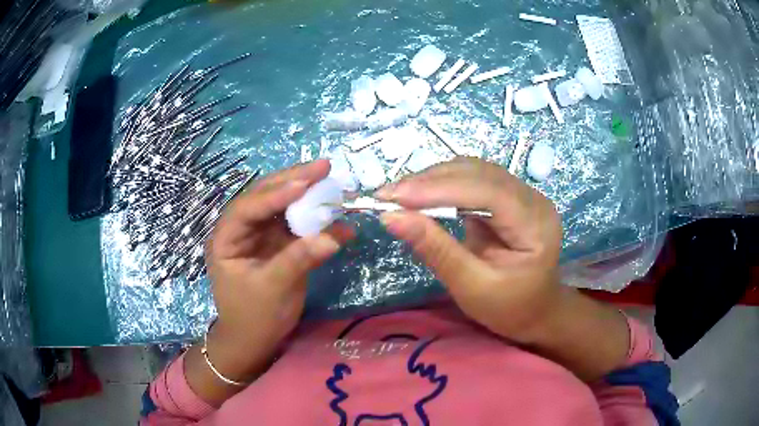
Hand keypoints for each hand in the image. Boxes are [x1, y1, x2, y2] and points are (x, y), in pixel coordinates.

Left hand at [203, 160, 353, 380]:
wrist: (255, 340)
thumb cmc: (254, 317)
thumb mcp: (274, 289)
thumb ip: (301, 259)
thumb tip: (337, 233)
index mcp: (226, 238)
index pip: (248, 207)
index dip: (276, 193)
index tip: (305, 183)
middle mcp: (241, 229)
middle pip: (265, 196)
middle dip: (293, 180)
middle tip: (323, 166)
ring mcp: (260, 235)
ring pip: (282, 205)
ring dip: (306, 193)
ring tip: (329, 178)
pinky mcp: (277, 243)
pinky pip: (296, 224)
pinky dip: (315, 218)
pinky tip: (336, 215)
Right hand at [375, 157, 563, 343]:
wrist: (534, 312)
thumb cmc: (508, 309)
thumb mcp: (471, 287)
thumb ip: (435, 250)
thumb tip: (391, 217)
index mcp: (536, 224)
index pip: (487, 191)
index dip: (439, 189)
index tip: (393, 197)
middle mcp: (533, 198)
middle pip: (479, 173)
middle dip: (429, 181)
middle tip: (386, 195)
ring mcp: (522, 194)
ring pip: (472, 171)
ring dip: (432, 179)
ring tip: (397, 195)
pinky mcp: (507, 197)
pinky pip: (471, 180)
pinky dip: (441, 185)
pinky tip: (419, 195)